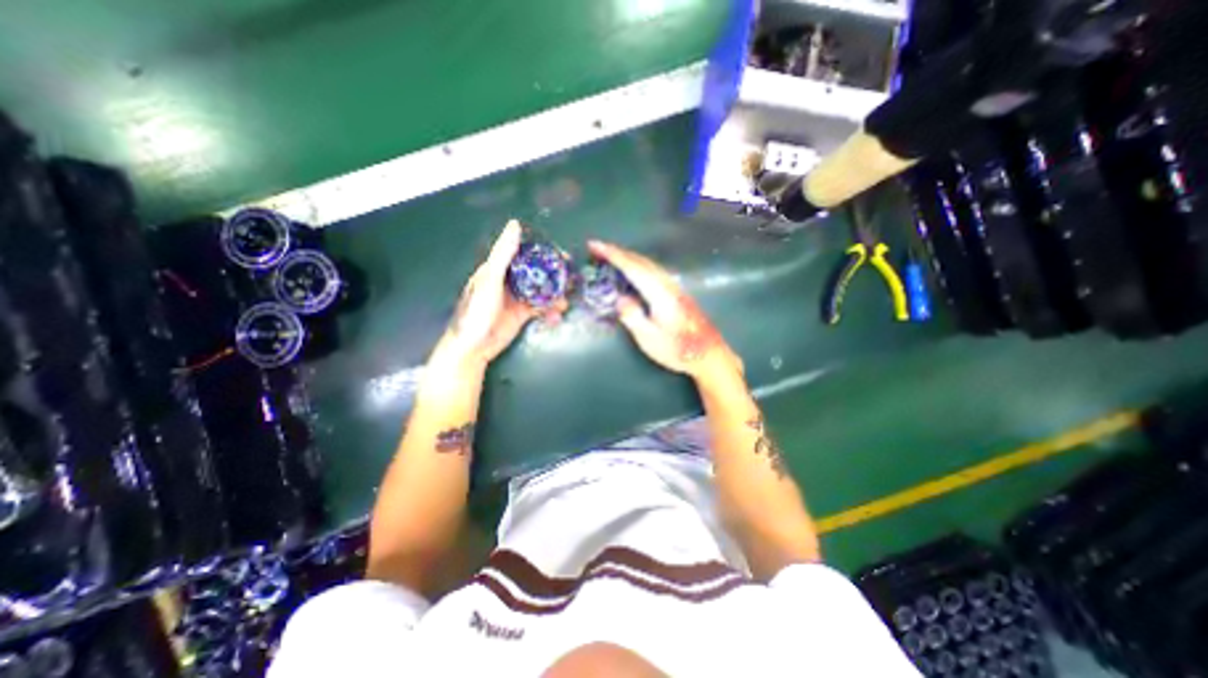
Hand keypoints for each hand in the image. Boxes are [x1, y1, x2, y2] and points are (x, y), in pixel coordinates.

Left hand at [433, 220, 565, 369]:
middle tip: (571, 279)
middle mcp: (509, 281)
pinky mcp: (522, 314)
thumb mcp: (490, 280)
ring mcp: (516, 298)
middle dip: (554, 275)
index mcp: (499, 268)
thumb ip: (503, 255)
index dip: (544, 253)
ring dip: (554, 296)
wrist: (473, 347)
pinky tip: (556, 317)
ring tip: (565, 303)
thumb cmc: (477, 311)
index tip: (562, 255)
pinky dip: (549, 311)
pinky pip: (540, 309)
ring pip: (541, 291)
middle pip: (536, 272)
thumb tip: (514, 225)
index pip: (525, 254)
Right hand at [588, 241, 742, 383]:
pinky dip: (638, 265)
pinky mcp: (677, 292)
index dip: (613, 255)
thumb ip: (633, 317)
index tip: (595, 245)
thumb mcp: (649, 339)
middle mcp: (668, 285)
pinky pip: (653, 270)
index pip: (633, 268)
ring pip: (648, 264)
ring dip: (628, 257)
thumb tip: (620, 298)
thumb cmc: (677, 350)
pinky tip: (633, 270)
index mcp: (659, 294)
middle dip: (618, 252)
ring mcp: (674, 287)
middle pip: (641, 261)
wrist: (709, 355)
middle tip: (597, 248)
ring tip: (611, 255)